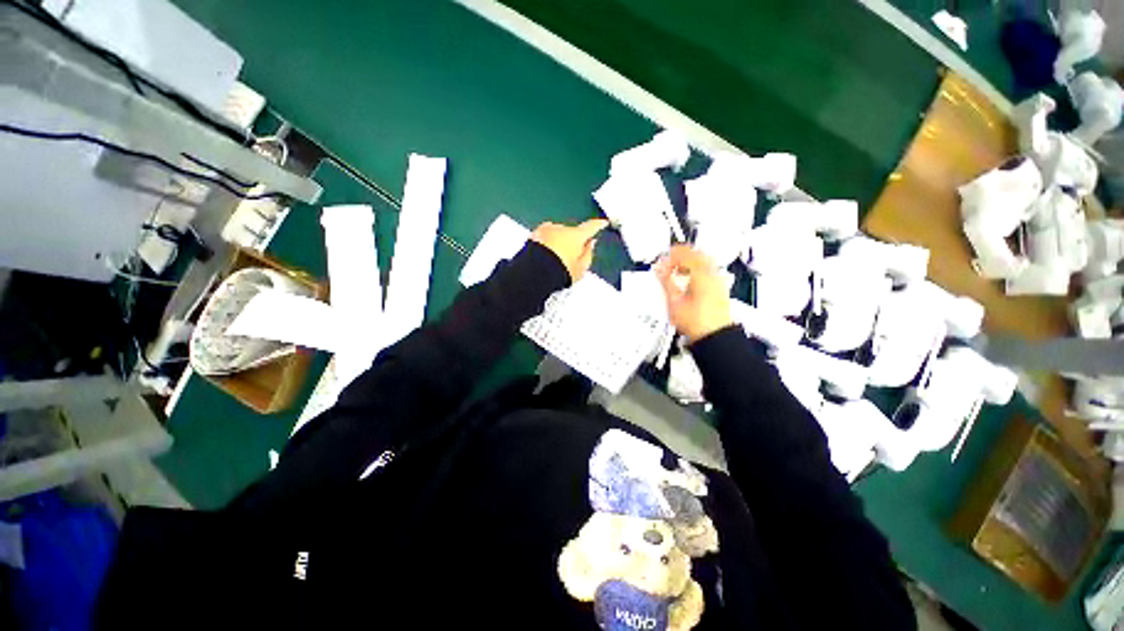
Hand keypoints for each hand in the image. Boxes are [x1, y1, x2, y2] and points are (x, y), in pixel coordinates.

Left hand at [531, 219, 608, 280]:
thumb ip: (588, 254)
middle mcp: (561, 228)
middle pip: (571, 233)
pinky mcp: (533, 235)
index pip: (591, 227)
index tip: (603, 222)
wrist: (533, 272)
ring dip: (558, 243)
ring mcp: (545, 230)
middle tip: (571, 258)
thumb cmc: (560, 272)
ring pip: (556, 235)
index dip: (598, 225)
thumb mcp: (581, 269)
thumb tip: (590, 244)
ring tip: (555, 261)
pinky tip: (545, 258)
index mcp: (576, 235)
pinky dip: (546, 245)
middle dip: (572, 241)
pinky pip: (544, 239)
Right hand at [655, 245, 733, 342]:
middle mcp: (713, 274)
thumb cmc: (697, 322)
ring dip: (689, 262)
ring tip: (677, 270)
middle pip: (697, 254)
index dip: (670, 256)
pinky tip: (689, 279)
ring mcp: (718, 281)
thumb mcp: (674, 302)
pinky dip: (697, 270)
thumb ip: (666, 282)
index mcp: (701, 274)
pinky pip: (708, 271)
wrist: (714, 336)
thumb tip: (659, 270)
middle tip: (668, 261)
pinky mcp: (720, 289)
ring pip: (704, 261)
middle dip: (681, 256)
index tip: (661, 262)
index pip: (684, 255)